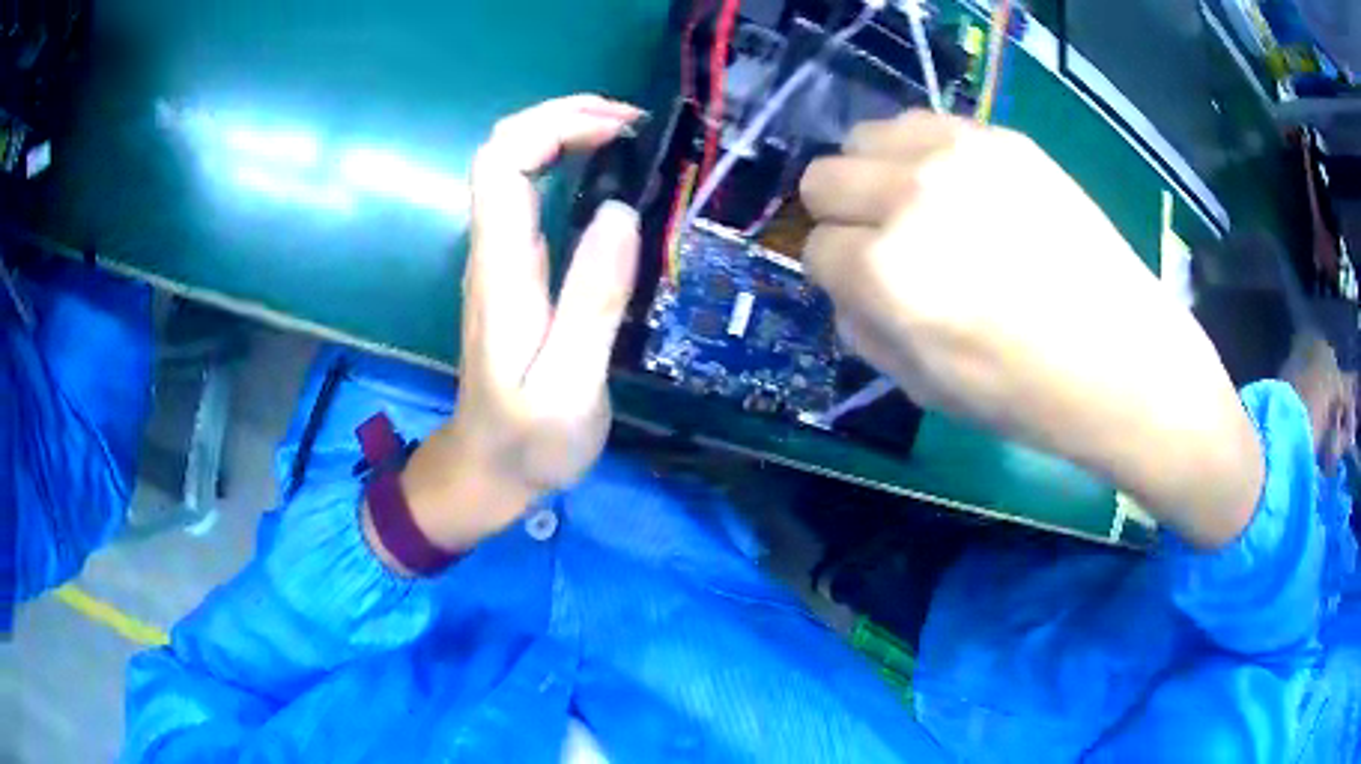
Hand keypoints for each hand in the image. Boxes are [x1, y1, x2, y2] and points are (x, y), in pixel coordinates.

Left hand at [366, 96, 641, 566]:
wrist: (486, 472)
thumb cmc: (529, 441)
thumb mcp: (570, 388)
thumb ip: (592, 303)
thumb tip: (617, 213)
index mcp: (502, 270)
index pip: (503, 162)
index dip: (555, 125)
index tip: (620, 130)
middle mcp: (492, 252)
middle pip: (504, 150)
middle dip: (564, 117)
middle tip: (633, 124)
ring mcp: (500, 260)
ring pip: (515, 168)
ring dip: (567, 136)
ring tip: (630, 140)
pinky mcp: (514, 273)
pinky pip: (531, 196)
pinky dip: (568, 168)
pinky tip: (608, 179)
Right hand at [799, 111, 1261, 546]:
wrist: (1125, 360)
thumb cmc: (1025, 394)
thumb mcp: (922, 389)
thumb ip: (863, 328)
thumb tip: (846, 285)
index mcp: (886, 273)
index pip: (815, 248)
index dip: (836, 273)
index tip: (866, 287)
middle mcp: (911, 198)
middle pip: (825, 177)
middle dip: (842, 214)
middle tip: (884, 241)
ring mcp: (960, 156)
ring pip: (867, 135)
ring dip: (876, 173)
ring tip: (919, 207)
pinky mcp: (1003, 139)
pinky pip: (927, 124)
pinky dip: (924, 154)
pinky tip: (961, 190)